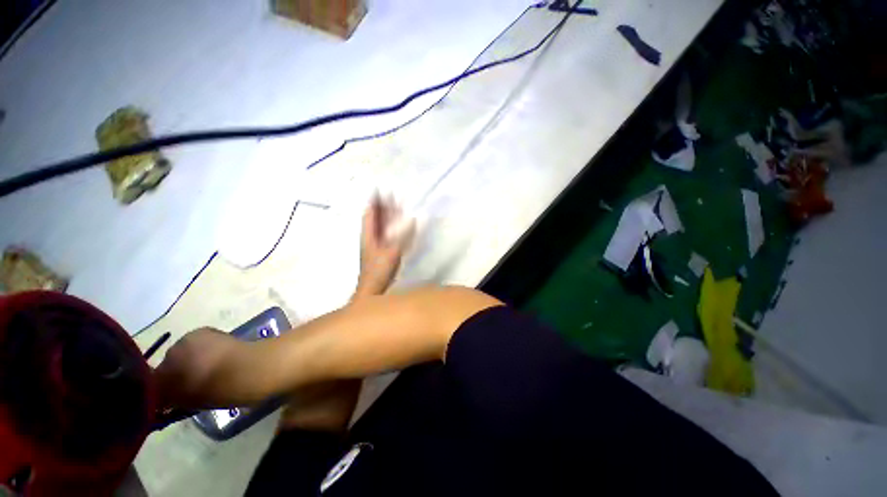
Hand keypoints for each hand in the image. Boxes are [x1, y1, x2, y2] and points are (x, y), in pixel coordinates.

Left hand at [355, 194, 414, 299]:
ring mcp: (375, 244)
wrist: (372, 289)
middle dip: (383, 206)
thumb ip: (402, 236)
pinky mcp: (381, 251)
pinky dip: (391, 227)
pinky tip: (398, 226)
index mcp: (369, 234)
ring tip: (395, 206)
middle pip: (375, 218)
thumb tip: (412, 219)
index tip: (380, 189)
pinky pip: (386, 235)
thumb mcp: (392, 251)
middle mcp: (370, 237)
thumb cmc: (379, 270)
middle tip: (391, 195)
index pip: (370, 213)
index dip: (375, 201)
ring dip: (387, 216)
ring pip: (381, 226)